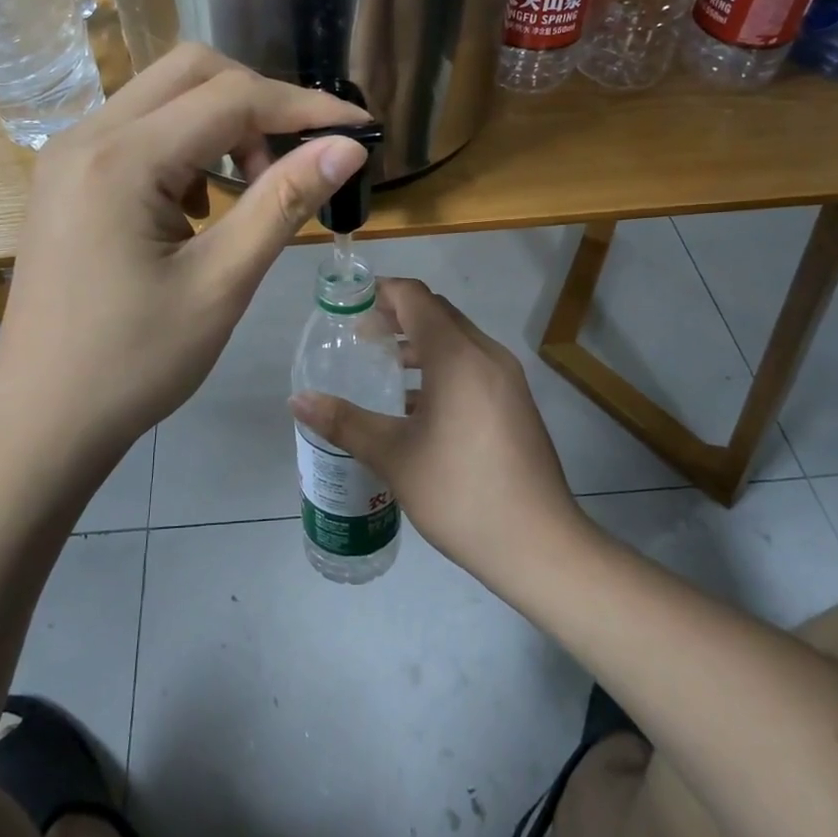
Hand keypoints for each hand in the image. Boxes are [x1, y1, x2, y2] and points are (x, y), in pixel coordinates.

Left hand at [0, 44, 368, 483]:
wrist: (42, 419)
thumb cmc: (135, 362)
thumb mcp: (222, 283)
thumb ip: (283, 203)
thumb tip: (347, 148)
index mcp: (122, 158)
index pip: (232, 98)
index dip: (305, 107)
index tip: (360, 129)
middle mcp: (87, 136)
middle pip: (192, 72)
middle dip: (260, 103)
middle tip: (296, 160)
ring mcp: (69, 155)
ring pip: (164, 97)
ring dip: (222, 124)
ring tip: (252, 188)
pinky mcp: (67, 179)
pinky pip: (139, 132)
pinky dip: (186, 147)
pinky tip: (200, 206)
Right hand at [289, 279, 589, 584]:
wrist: (539, 544)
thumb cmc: (460, 492)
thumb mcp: (394, 456)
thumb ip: (345, 422)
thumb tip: (298, 401)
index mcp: (457, 356)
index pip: (415, 297)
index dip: (380, 292)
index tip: (348, 307)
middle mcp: (486, 354)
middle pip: (437, 313)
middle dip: (396, 315)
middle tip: (358, 337)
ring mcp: (507, 378)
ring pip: (457, 339)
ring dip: (420, 342)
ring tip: (383, 366)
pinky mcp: (515, 402)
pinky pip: (472, 364)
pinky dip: (441, 366)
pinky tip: (416, 404)